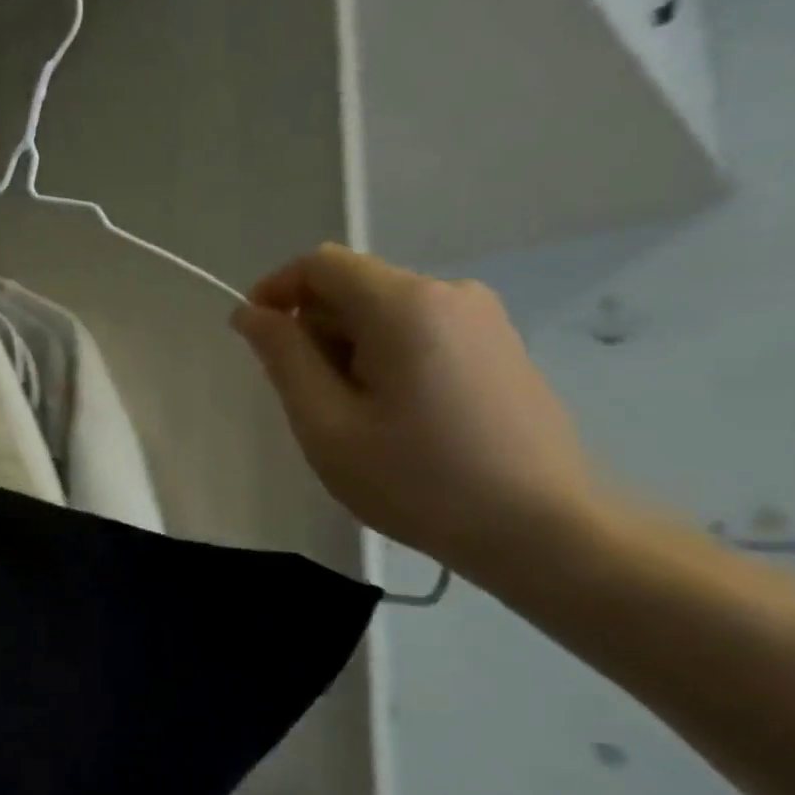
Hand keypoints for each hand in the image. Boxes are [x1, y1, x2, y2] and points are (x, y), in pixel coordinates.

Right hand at [230, 243, 599, 575]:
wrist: (544, 530)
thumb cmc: (418, 480)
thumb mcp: (326, 424)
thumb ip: (283, 358)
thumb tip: (251, 313)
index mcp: (404, 305)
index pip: (320, 264)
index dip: (275, 291)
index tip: (255, 340)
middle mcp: (448, 293)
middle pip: (353, 288)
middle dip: (314, 332)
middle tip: (310, 403)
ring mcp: (482, 318)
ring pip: (383, 313)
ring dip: (347, 350)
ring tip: (355, 419)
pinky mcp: (498, 345)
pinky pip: (417, 331)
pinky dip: (384, 359)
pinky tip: (396, 417)